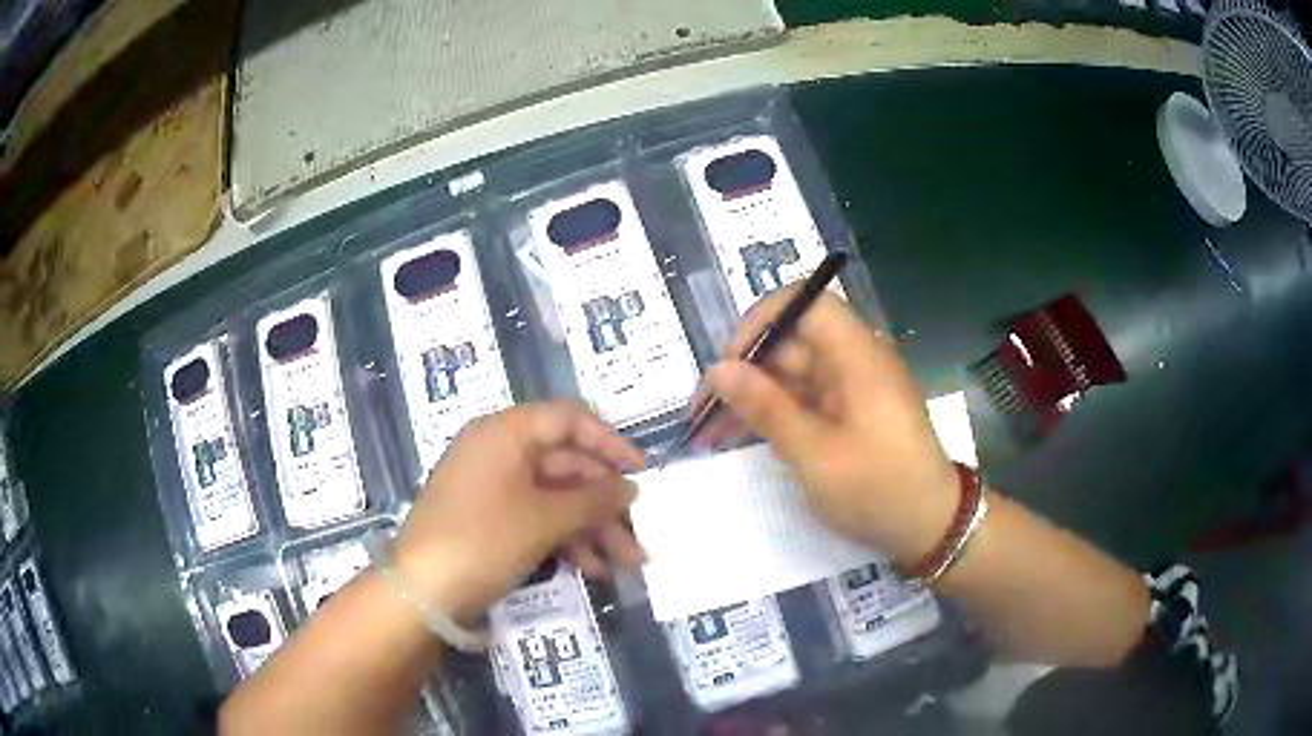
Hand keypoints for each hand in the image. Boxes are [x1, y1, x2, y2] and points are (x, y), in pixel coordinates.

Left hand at [392, 403, 645, 619]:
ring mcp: (493, 488)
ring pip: (555, 497)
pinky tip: (592, 568)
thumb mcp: (544, 519)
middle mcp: (498, 452)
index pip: (568, 419)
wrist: (422, 590)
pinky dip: (565, 539)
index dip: (609, 442)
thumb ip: (594, 499)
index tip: (642, 471)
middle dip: (605, 502)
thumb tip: (631, 488)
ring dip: (592, 528)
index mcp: (505, 433)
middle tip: (639, 533)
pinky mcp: (490, 520)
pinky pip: (536, 518)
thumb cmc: (483, 539)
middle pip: (566, 464)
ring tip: (626, 561)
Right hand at [697, 289, 957, 565]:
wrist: (929, 527)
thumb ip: (766, 408)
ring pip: (792, 372)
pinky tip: (742, 436)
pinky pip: (804, 398)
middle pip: (793, 341)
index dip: (763, 321)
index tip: (730, 362)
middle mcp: (855, 360)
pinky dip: (774, 413)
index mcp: (857, 356)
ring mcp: (852, 386)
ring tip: (711, 431)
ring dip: (753, 396)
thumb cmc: (878, 490)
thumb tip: (719, 369)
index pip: (806, 304)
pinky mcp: (849, 411)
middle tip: (703, 411)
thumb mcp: (815, 455)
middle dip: (745, 369)